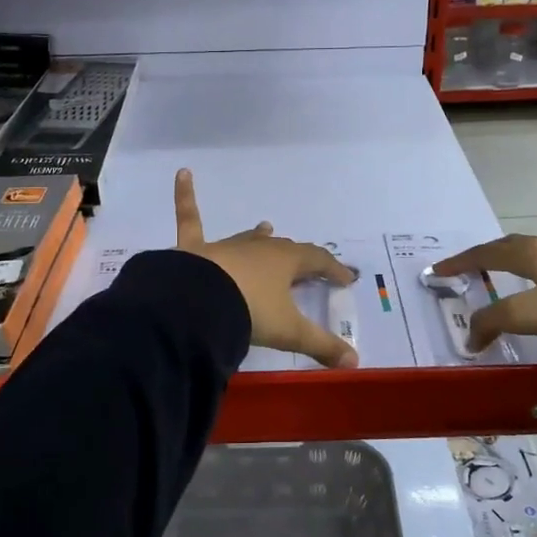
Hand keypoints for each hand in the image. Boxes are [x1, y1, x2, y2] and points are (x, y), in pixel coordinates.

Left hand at [173, 169, 358, 367]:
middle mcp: (258, 249)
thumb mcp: (290, 332)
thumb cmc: (250, 312)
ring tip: (266, 227)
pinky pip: (190, 218)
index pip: (317, 260)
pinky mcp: (195, 249)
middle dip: (298, 257)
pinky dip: (184, 196)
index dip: (334, 269)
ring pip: (247, 238)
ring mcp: (226, 247)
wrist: (199, 304)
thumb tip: (355, 362)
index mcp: (285, 262)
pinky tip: (182, 173)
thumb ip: (322, 346)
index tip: (347, 279)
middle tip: (308, 265)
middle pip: (284, 249)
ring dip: (258, 236)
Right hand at [433, 227, 536, 349]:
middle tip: (473, 265)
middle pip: (514, 245)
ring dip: (530, 250)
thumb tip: (470, 335)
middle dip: (489, 253)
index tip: (438, 270)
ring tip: (518, 256)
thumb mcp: (528, 316)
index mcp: (530, 255)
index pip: (485, 254)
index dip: (460, 262)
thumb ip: (493, 321)